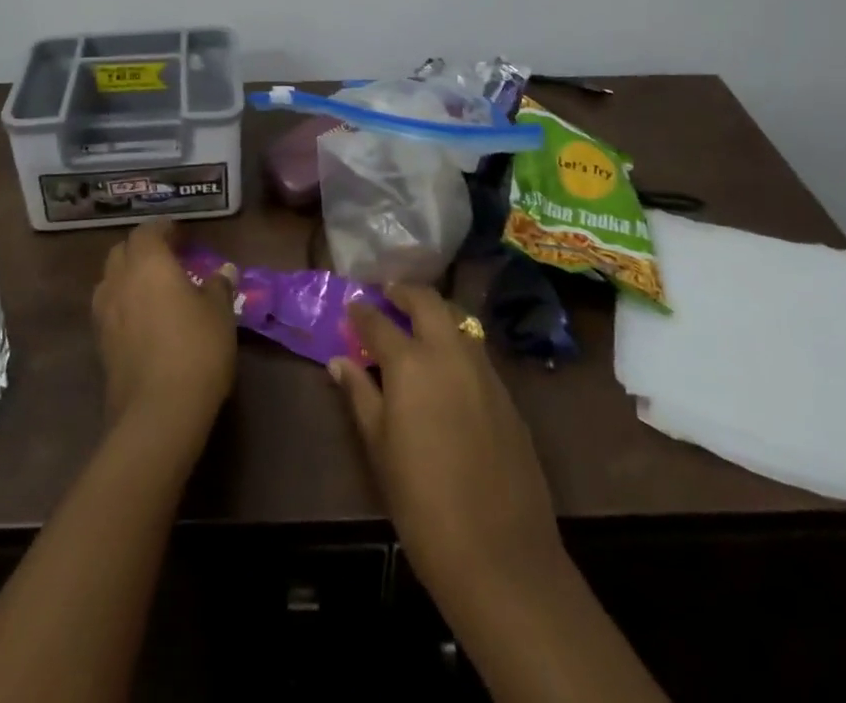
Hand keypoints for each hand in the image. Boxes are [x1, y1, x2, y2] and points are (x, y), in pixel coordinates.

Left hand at [91, 222, 237, 439]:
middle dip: (141, 249)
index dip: (163, 229)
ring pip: (110, 280)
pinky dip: (123, 303)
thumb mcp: (219, 313)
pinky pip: (109, 309)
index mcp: (148, 263)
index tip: (180, 234)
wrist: (158, 413)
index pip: (147, 231)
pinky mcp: (100, 345)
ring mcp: (104, 314)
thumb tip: (224, 271)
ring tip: (152, 286)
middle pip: (121, 252)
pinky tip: (144, 318)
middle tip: (167, 257)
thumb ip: (218, 287)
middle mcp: (119, 281)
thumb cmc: (196, 349)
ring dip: (127, 276)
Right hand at [332, 286, 565, 599]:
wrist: (499, 553)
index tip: (352, 307)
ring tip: (417, 325)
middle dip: (404, 292)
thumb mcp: (380, 448)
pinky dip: (457, 342)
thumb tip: (339, 361)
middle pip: (428, 301)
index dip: (362, 312)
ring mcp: (484, 370)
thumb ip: (360, 396)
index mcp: (411, 363)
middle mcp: (450, 352)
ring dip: (435, 313)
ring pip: (458, 320)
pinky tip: (447, 367)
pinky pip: (476, 350)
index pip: (379, 322)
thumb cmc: (422, 503)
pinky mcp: (506, 393)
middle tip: (388, 295)